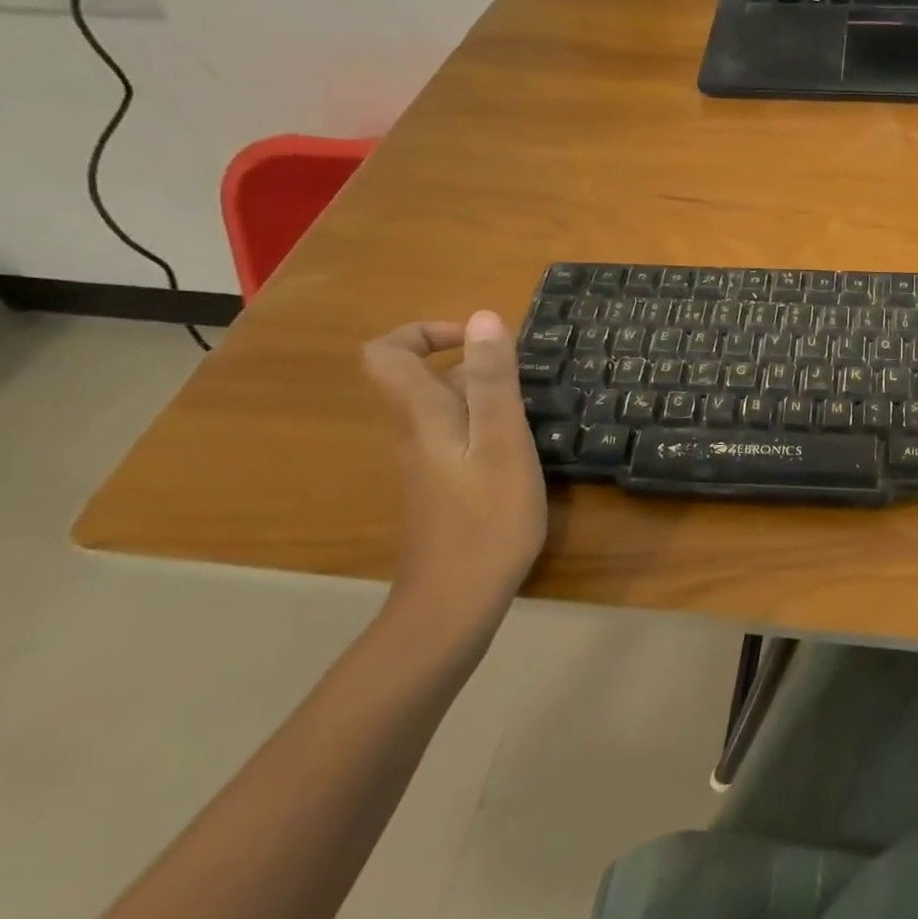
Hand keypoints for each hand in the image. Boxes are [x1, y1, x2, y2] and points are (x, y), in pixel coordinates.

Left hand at [362, 313, 552, 630]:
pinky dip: (483, 426)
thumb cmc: (486, 518)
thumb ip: (493, 379)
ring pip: (439, 407)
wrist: (455, 602)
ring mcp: (424, 464)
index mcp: (421, 416)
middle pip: (415, 378)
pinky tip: (520, 448)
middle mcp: (413, 433)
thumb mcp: (502, 440)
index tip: (475, 339)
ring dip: (480, 394)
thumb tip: (484, 317)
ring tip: (529, 409)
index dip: (425, 332)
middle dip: (467, 362)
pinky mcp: (439, 488)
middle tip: (519, 375)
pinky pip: (453, 436)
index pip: (388, 353)